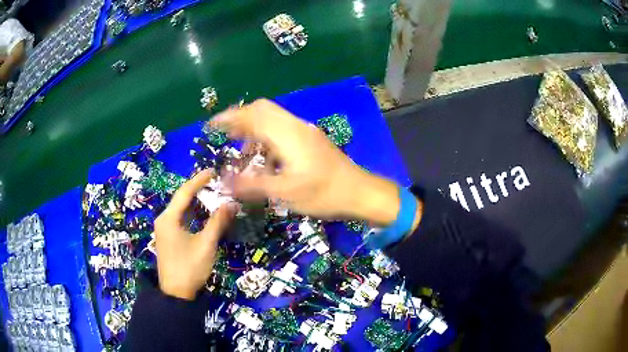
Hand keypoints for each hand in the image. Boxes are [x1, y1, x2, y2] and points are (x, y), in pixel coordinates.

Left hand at [154, 170, 237, 299]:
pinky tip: (201, 214)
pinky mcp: (167, 238)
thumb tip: (232, 203)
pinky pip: (179, 219)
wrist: (176, 294)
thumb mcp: (206, 244)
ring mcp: (164, 230)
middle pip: (181, 199)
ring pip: (180, 210)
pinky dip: (191, 214)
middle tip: (215, 182)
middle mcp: (163, 220)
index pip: (184, 193)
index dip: (199, 180)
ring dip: (195, 202)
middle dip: (197, 189)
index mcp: (169, 219)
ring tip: (211, 194)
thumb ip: (218, 222)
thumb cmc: (190, 268)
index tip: (213, 171)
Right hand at [211, 99, 409, 227]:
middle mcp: (295, 126)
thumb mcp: (286, 193)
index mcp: (287, 134)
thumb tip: (224, 183)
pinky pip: (283, 130)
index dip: (230, 117)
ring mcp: (305, 131)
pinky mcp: (311, 139)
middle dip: (241, 119)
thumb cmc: (324, 194)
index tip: (212, 125)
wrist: (360, 193)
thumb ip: (253, 186)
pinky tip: (267, 159)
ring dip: (255, 130)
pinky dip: (268, 138)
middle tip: (226, 137)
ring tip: (244, 152)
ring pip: (273, 119)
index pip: (253, 115)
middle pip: (262, 110)